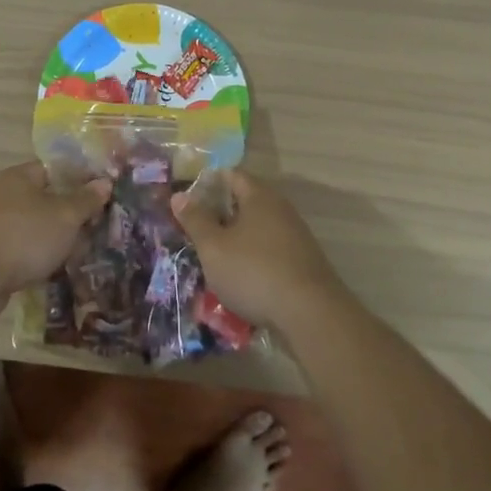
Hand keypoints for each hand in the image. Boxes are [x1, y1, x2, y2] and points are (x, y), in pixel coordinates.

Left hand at [0, 161, 110, 315]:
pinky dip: (37, 258)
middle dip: (70, 215)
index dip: (80, 180)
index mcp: (19, 176)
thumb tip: (104, 182)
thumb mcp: (65, 216)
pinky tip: (55, 271)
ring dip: (55, 240)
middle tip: (96, 230)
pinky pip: (21, 249)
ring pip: (34, 227)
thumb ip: (86, 200)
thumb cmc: (24, 236)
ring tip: (81, 254)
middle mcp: (3, 195)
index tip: (102, 197)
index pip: (55, 169)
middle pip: (45, 199)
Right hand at [171, 170, 346, 327]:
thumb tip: (179, 195)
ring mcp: (295, 237)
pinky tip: (239, 279)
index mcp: (259, 197)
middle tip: (194, 230)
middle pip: (245, 202)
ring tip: (212, 258)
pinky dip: (252, 259)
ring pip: (257, 230)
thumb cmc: (254, 272)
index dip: (207, 183)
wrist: (311, 315)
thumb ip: (195, 220)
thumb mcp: (214, 247)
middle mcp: (281, 210)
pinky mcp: (302, 263)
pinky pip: (269, 252)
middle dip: (219, 214)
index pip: (231, 175)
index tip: (187, 199)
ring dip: (235, 240)